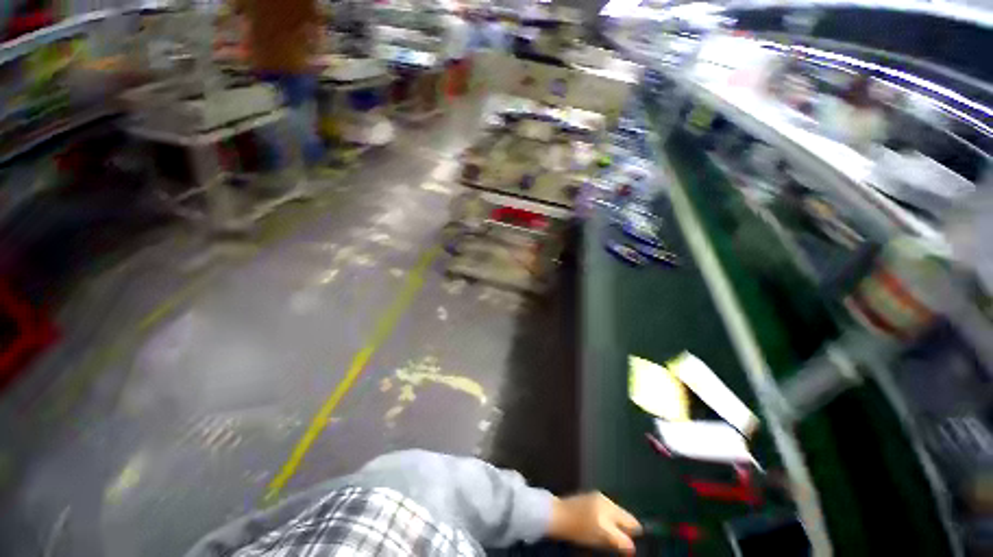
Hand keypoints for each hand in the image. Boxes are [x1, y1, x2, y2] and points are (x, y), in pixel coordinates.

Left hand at [548, 492, 641, 553]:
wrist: (557, 514)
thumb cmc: (576, 529)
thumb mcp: (598, 540)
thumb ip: (617, 542)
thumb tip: (632, 547)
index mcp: (608, 513)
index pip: (631, 524)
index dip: (636, 534)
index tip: (636, 542)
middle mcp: (605, 502)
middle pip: (626, 515)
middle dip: (628, 527)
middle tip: (624, 539)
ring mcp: (599, 496)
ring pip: (617, 510)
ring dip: (619, 520)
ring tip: (613, 532)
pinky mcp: (593, 494)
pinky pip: (609, 506)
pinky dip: (610, 514)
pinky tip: (604, 522)